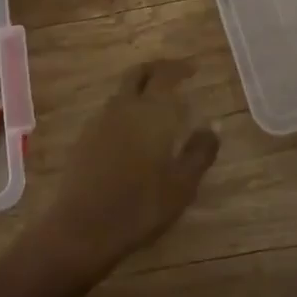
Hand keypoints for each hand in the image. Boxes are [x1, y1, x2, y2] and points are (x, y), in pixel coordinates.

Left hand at [32, 60, 219, 280]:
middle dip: (156, 69)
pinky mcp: (84, 139)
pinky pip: (109, 113)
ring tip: (156, 107)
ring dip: (139, 91)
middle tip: (173, 75)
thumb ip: (200, 152)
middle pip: (137, 74)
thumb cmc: (141, 206)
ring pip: (121, 93)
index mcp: (150, 112)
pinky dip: (125, 111)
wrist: (83, 228)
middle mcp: (123, 107)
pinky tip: (133, 133)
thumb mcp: (182, 185)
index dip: (179, 67)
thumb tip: (213, 126)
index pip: (165, 75)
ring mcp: (99, 121)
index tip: (193, 69)